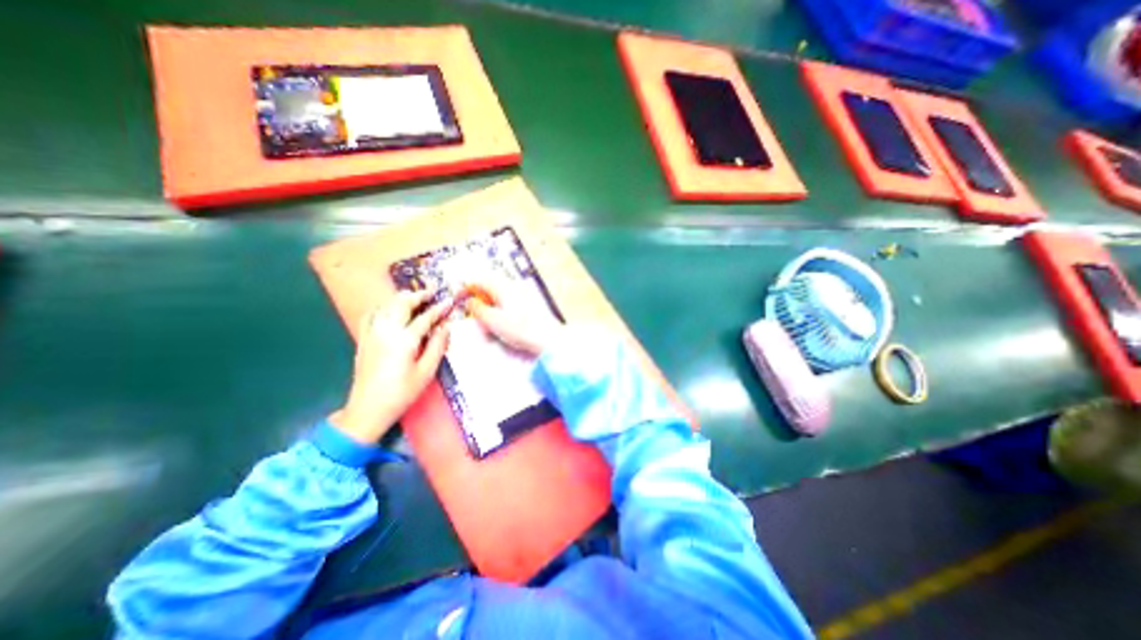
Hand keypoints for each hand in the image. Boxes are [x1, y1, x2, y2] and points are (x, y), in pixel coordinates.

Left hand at [335, 289, 450, 445]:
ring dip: (401, 298)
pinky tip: (389, 309)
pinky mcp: (363, 339)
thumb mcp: (426, 372)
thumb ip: (437, 347)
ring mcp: (371, 333)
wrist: (368, 408)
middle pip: (401, 304)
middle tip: (431, 291)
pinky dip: (383, 306)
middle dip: (418, 295)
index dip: (439, 308)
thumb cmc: (401, 393)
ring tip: (414, 297)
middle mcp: (386, 331)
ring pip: (385, 306)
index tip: (449, 300)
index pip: (425, 318)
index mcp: (404, 340)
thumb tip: (446, 327)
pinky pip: (372, 314)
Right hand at [468, 278, 564, 357]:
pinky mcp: (528, 302)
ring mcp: (522, 293)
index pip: (479, 280)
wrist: (547, 337)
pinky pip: (508, 299)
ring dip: (489, 302)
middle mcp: (513, 286)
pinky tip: (502, 320)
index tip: (458, 298)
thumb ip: (478, 308)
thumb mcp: (492, 320)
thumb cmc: (521, 329)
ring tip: (488, 319)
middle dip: (478, 295)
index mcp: (502, 287)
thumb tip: (471, 302)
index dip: (466, 288)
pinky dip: (499, 306)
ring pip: (499, 292)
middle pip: (489, 284)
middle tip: (473, 310)